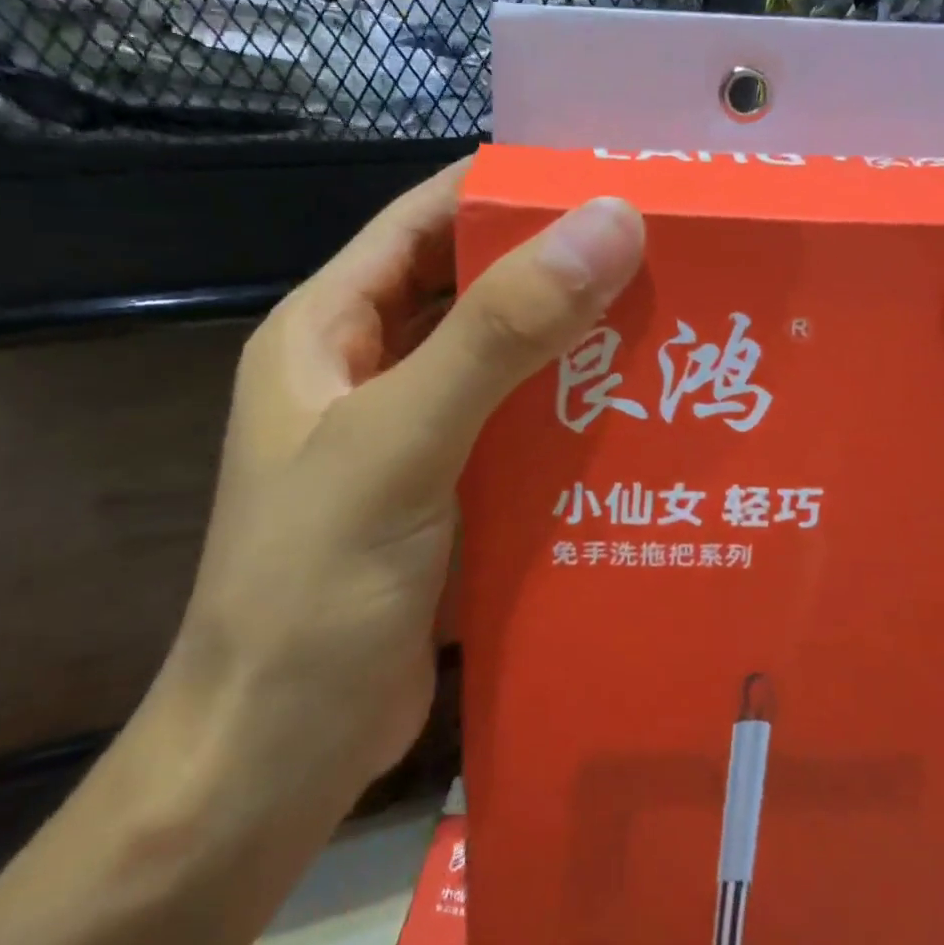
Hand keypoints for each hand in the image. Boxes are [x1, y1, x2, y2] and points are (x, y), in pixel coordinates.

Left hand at [165, 164, 645, 810]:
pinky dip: (570, 415)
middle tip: (667, 253)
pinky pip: (519, 430)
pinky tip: (641, 414)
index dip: (509, 189)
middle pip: (474, 288)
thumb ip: (499, 333)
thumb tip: (609, 223)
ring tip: (674, 321)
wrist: (269, 765)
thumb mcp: (400, 444)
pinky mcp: (448, 496)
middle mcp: (369, 370)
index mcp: (331, 330)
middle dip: (559, 267)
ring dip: (574, 343)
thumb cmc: (310, 593)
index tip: (609, 178)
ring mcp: (410, 435)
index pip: (426, 219)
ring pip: (505, 361)